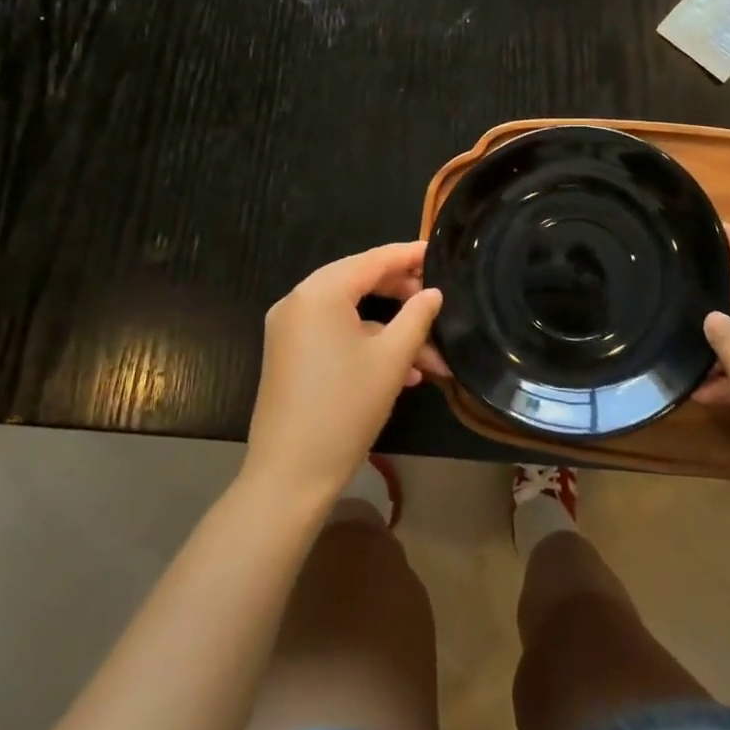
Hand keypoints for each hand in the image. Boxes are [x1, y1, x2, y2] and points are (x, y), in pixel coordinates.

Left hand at [244, 242, 442, 505]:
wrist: (290, 476)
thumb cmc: (345, 408)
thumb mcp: (392, 358)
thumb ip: (417, 316)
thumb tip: (433, 293)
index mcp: (320, 292)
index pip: (374, 259)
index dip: (410, 255)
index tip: (440, 253)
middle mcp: (298, 301)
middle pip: (360, 282)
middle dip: (403, 296)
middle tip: (439, 304)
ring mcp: (289, 329)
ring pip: (351, 313)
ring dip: (390, 330)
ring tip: (431, 357)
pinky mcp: (289, 355)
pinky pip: (334, 334)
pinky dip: (367, 344)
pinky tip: (402, 373)